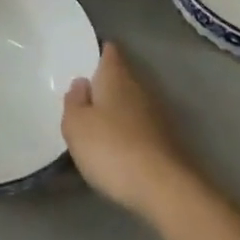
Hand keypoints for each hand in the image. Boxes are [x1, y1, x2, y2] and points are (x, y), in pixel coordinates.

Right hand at [61, 43, 193, 215]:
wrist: (163, 187)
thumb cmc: (111, 148)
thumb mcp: (76, 126)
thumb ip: (74, 101)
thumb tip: (81, 83)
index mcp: (116, 76)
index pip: (109, 51)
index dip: (97, 51)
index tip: (82, 60)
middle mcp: (140, 87)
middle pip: (120, 76)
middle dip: (103, 84)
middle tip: (81, 97)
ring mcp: (156, 113)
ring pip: (130, 102)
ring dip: (115, 109)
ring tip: (94, 124)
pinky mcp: (165, 139)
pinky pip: (139, 125)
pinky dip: (127, 131)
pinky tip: (114, 147)